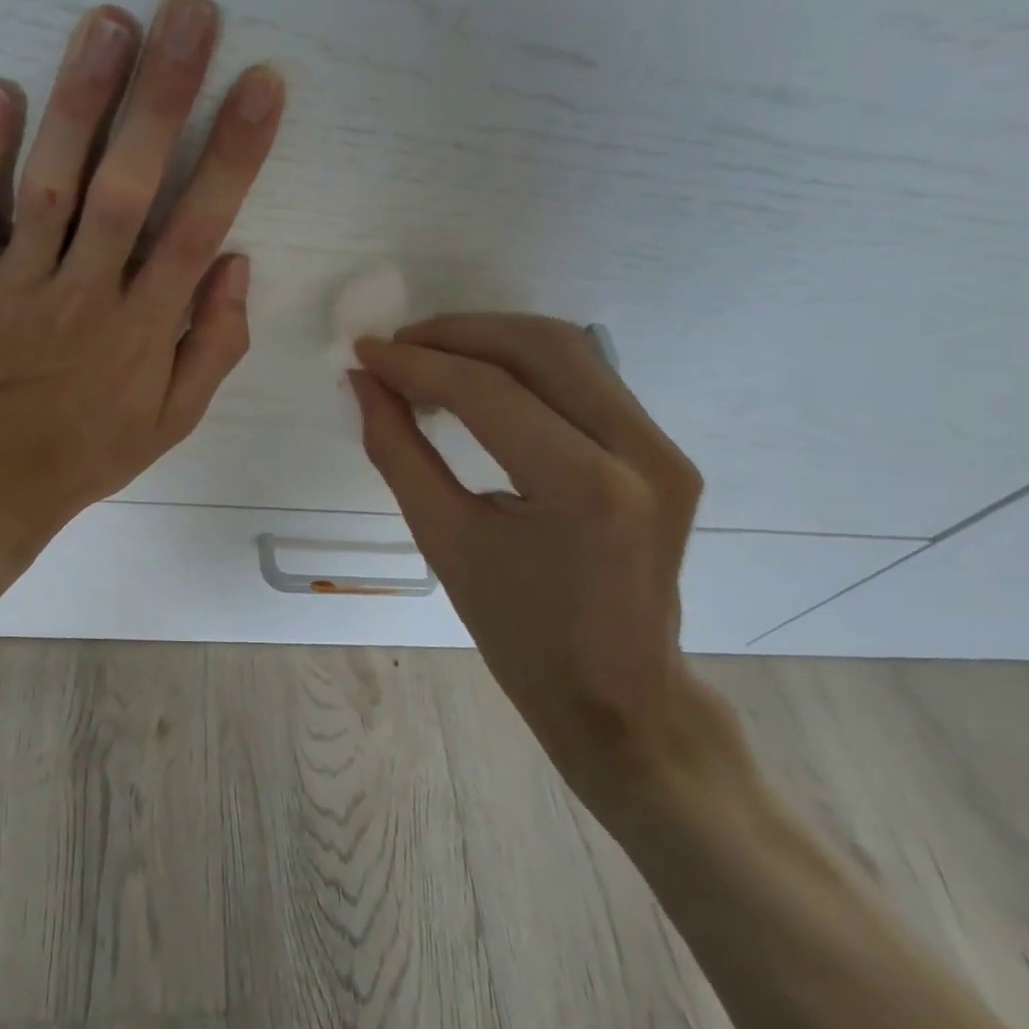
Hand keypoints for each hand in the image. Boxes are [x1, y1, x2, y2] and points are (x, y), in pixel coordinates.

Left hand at [0, 0, 284, 608]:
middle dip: (162, 97)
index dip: (234, 153)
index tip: (260, 83)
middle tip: (187, 12)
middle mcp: (85, 296)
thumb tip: (236, 261)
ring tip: (107, 23)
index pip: (198, 226)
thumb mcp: (173, 421)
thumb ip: (214, 345)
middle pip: (128, 187)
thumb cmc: (89, 452)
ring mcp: (18, 288)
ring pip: (51, 186)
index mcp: (144, 330)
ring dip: (79, 103)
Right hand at [351, 315, 722, 803]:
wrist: (620, 696)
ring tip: (428, 358)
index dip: (416, 364)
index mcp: (585, 490)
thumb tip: (364, 382)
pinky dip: (523, 365)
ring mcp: (664, 449)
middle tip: (396, 347)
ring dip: (490, 340)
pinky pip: (586, 378)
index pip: (488, 392)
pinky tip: (477, 380)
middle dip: (457, 333)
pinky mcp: (665, 451)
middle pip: (541, 346)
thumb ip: (398, 450)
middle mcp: (641, 453)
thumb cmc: (520, 635)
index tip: (364, 352)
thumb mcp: (443, 541)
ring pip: (569, 350)